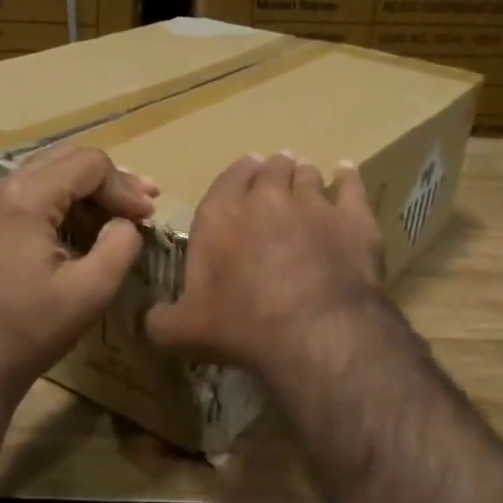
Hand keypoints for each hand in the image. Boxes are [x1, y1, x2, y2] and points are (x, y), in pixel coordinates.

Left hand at [0, 145, 156, 402]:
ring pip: (45, 173)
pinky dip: (60, 201)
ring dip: (85, 188)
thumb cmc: (31, 329)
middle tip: (143, 203)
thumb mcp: (91, 290)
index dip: (124, 185)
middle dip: (108, 180)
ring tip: (121, 210)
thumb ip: (121, 246)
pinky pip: (27, 193)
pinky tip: (83, 223)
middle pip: (64, 159)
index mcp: (23, 198)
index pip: (87, 164)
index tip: (148, 215)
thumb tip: (125, 223)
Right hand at [145, 152, 384, 378]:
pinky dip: (346, 177)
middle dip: (270, 170)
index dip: (236, 176)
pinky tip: (345, 172)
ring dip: (302, 174)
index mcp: (219, 217)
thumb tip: (150, 320)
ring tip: (304, 176)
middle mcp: (265, 199)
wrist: (315, 331)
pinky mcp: (353, 219)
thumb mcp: (183, 332)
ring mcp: (312, 204)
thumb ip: (160, 321)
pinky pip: (350, 186)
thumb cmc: (241, 326)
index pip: (226, 181)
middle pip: (270, 171)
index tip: (243, 173)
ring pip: (307, 175)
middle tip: (274, 174)